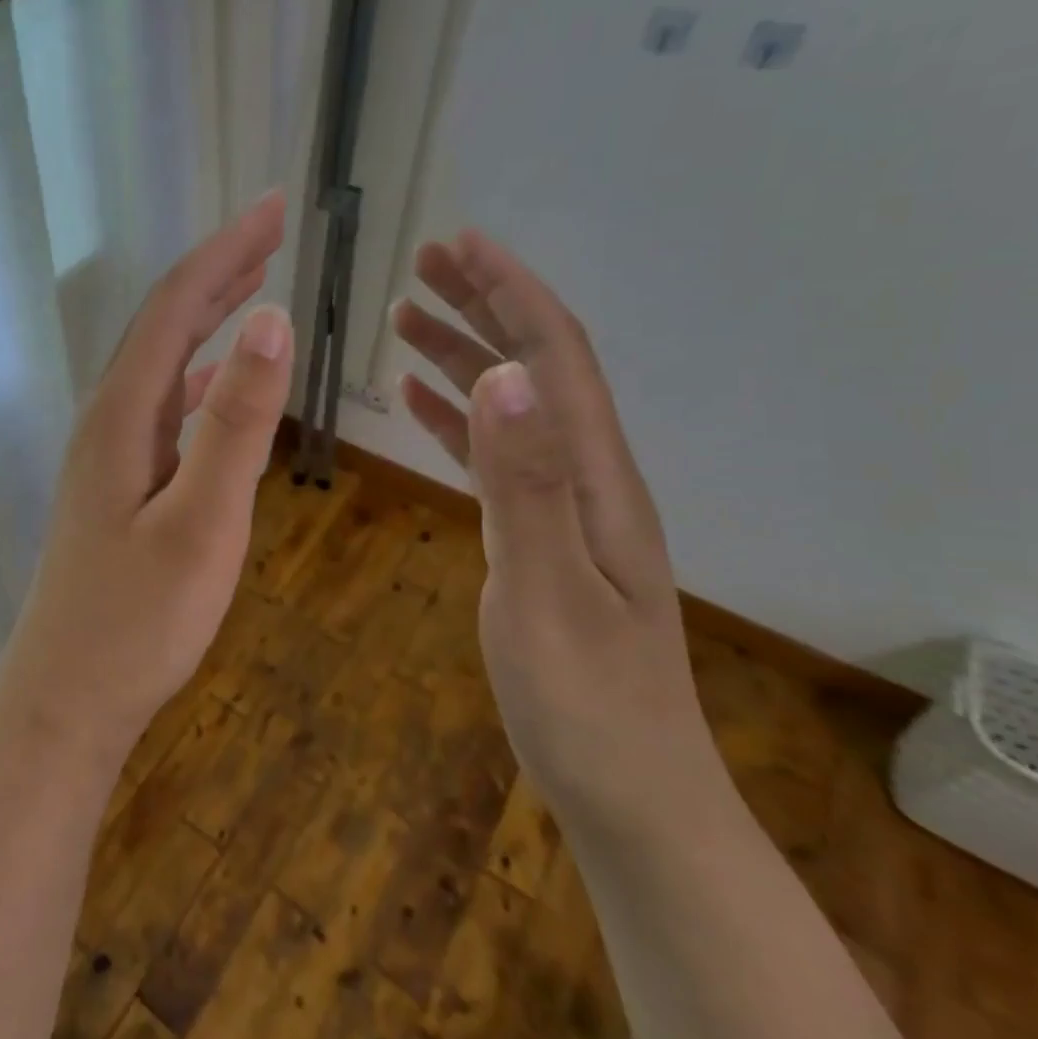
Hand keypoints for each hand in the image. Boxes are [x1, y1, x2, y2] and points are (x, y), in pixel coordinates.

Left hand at [0, 193, 293, 759]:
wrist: (67, 695)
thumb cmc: (138, 621)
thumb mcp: (202, 523)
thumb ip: (235, 424)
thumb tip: (268, 321)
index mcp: (121, 416)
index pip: (174, 308)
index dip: (224, 252)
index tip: (274, 208)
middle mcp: (106, 420)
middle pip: (161, 324)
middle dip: (216, 270)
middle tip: (271, 229)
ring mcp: (107, 452)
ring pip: (160, 362)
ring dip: (205, 317)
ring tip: (251, 284)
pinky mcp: (116, 483)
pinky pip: (161, 404)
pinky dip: (196, 373)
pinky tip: (216, 381)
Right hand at [393, 232, 719, 832]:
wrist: (630, 794)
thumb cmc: (585, 702)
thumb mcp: (546, 591)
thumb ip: (523, 483)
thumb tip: (501, 376)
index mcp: (595, 479)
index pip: (555, 360)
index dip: (511, 294)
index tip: (462, 244)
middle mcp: (586, 478)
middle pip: (536, 368)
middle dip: (484, 306)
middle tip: (424, 264)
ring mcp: (563, 508)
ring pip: (510, 408)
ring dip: (464, 355)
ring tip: (407, 318)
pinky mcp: (538, 537)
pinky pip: (494, 456)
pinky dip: (456, 419)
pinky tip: (420, 404)